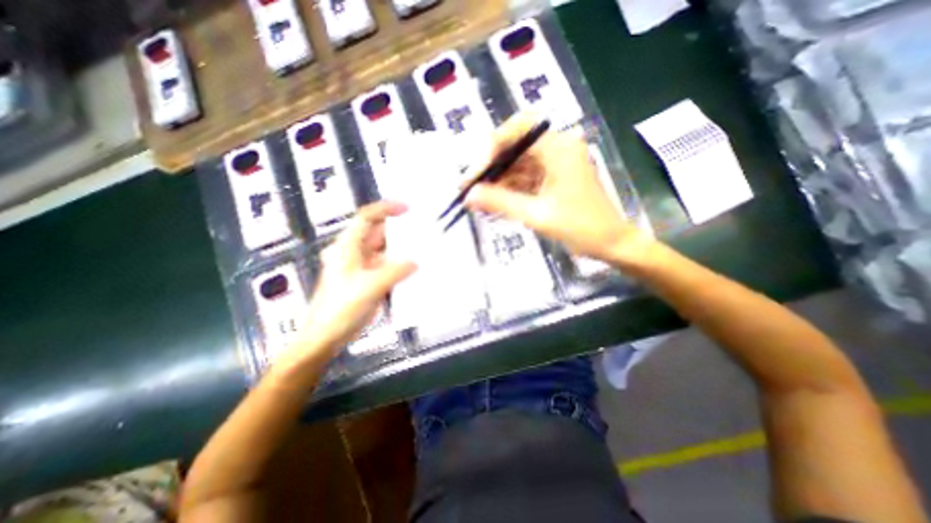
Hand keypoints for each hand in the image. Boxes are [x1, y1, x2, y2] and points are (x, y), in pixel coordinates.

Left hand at [293, 199, 419, 358]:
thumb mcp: (370, 287)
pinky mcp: (368, 280)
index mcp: (348, 247)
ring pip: (384, 250)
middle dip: (399, 229)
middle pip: (379, 233)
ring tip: (423, 247)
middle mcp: (355, 252)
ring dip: (401, 249)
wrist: (326, 336)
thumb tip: (415, 262)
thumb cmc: (341, 308)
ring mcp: (362, 267)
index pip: (367, 217)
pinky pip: (387, 266)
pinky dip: (400, 265)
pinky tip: (414, 269)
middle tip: (423, 230)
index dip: (386, 208)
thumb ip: (395, 272)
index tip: (408, 209)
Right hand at [466, 115, 653, 268]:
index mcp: (559, 148)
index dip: (489, 150)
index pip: (516, 132)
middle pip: (513, 148)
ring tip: (476, 200)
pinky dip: (509, 190)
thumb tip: (469, 195)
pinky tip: (493, 203)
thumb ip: (501, 202)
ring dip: (497, 182)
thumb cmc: (581, 228)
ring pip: (516, 165)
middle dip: (490, 169)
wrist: (611, 244)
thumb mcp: (537, 214)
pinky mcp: (552, 178)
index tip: (473, 175)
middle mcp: (557, 148)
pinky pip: (524, 178)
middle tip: (469, 189)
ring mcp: (555, 163)